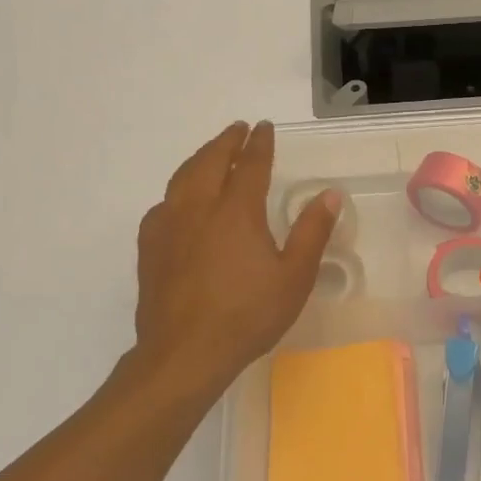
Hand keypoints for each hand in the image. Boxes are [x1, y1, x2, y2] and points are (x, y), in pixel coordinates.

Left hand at [133, 121, 339, 394]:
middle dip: (226, 141)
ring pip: (182, 177)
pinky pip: (163, 204)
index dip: (260, 143)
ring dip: (200, 159)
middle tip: (238, 130)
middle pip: (210, 161)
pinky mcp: (150, 247)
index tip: (265, 128)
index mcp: (237, 211)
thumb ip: (312, 232)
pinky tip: (180, 203)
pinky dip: (177, 191)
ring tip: (211, 154)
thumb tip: (330, 195)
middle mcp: (198, 207)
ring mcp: (168, 226)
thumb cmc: (247, 315)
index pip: (250, 164)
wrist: (184, 353)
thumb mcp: (294, 276)